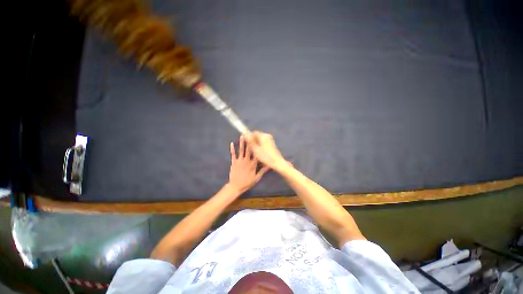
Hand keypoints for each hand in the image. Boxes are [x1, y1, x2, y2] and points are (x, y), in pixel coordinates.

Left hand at [227, 135, 269, 193]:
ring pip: (241, 150)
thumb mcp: (257, 177)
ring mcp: (240, 161)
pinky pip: (233, 154)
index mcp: (253, 164)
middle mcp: (247, 160)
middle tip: (250, 134)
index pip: (256, 154)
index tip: (259, 140)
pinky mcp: (234, 162)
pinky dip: (232, 149)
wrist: (236, 186)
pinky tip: (232, 143)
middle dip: (250, 141)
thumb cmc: (247, 182)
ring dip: (242, 142)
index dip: (258, 146)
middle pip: (249, 150)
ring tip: (242, 136)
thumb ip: (263, 171)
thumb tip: (269, 166)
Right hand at [245, 131, 288, 170]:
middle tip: (250, 148)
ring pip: (260, 139)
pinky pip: (263, 142)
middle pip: (257, 136)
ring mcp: (270, 139)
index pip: (253, 133)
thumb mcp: (255, 149)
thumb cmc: (266, 156)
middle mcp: (267, 136)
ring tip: (254, 151)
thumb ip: (250, 141)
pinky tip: (259, 152)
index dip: (249, 137)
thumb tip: (244, 133)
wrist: (277, 162)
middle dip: (252, 141)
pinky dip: (260, 145)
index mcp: (263, 136)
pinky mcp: (271, 143)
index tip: (246, 143)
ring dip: (256, 143)